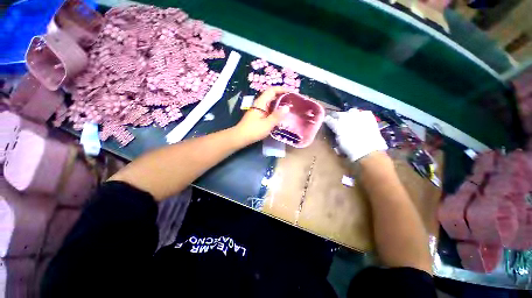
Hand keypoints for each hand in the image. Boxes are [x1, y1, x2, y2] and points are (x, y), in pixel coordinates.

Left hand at [235, 87, 289, 143]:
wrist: (240, 137)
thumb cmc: (253, 130)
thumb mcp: (267, 124)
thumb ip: (277, 116)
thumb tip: (287, 107)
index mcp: (261, 102)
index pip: (272, 90)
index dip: (282, 89)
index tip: (292, 92)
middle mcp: (260, 103)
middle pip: (272, 95)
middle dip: (282, 96)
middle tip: (293, 101)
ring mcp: (259, 109)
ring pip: (270, 103)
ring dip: (279, 103)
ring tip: (289, 107)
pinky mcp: (259, 115)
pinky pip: (269, 109)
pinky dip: (276, 110)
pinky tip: (281, 115)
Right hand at [324, 108, 387, 161]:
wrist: (369, 151)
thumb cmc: (350, 150)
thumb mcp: (338, 143)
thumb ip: (336, 134)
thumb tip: (336, 132)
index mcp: (337, 125)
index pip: (328, 119)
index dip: (327, 120)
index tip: (326, 122)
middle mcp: (346, 118)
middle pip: (338, 113)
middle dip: (336, 116)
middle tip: (336, 120)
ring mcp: (358, 115)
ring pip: (350, 111)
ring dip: (348, 115)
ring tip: (349, 119)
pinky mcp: (368, 116)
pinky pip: (363, 112)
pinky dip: (361, 115)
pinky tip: (361, 120)